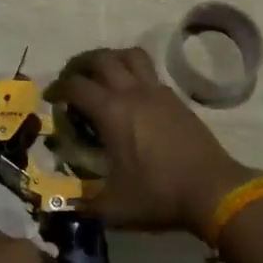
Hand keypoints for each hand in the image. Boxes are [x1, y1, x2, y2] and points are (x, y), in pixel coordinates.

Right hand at [45, 47, 259, 237]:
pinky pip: (149, 71)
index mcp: (111, 112)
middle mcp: (132, 92)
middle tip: (72, 80)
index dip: (58, 89)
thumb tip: (63, 206)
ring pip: (129, 55)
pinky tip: (131, 95)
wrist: (212, 189)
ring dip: (110, 59)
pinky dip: (133, 73)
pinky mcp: (174, 97)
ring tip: (101, 76)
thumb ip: (84, 203)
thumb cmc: (159, 195)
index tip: (51, 99)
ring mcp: (156, 91)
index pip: (75, 86)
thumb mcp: (114, 208)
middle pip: (101, 58)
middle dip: (80, 65)